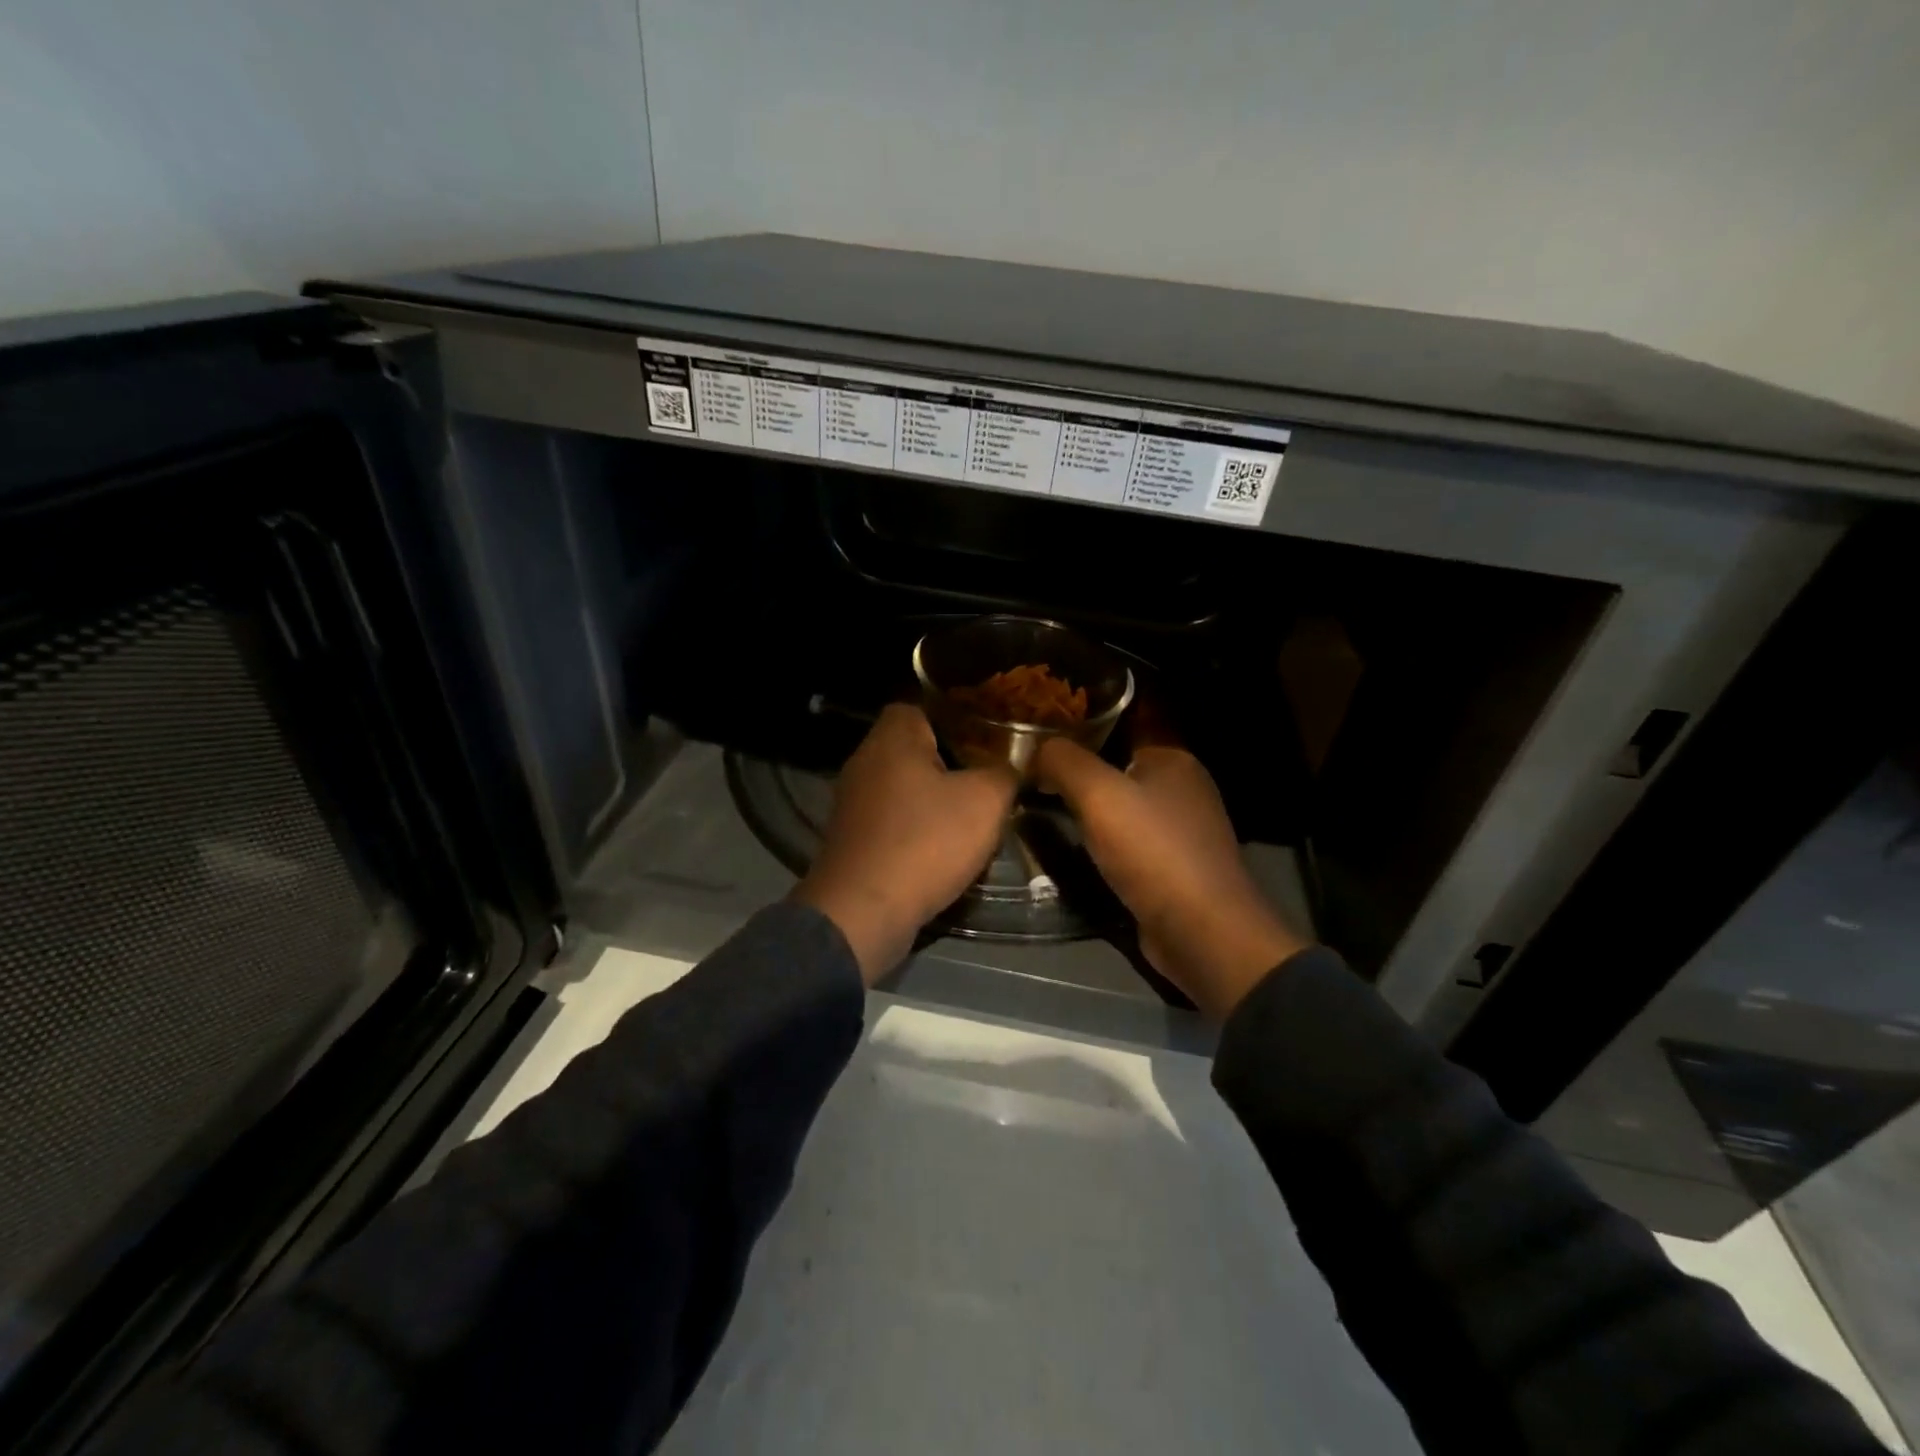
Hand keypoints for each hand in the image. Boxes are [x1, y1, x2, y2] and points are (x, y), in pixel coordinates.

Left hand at [793, 704, 1017, 983]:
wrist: (862, 912)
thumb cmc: (925, 842)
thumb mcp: (985, 801)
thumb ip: (1004, 772)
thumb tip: (1010, 765)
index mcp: (892, 738)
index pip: (921, 706)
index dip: (956, 720)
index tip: (986, 744)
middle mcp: (864, 761)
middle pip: (914, 749)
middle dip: (951, 764)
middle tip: (986, 782)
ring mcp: (852, 802)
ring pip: (904, 787)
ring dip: (934, 802)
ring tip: (970, 819)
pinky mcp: (851, 838)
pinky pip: (892, 821)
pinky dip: (915, 830)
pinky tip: (941, 851)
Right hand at [1036, 739, 1306, 1017]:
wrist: (1202, 932)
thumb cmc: (1152, 851)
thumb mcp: (1098, 794)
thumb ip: (1063, 761)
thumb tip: (1036, 747)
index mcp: (1173, 758)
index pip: (1119, 727)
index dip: (1078, 730)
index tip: (1036, 738)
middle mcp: (1183, 788)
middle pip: (1118, 767)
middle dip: (1078, 772)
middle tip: (1030, 774)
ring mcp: (1181, 830)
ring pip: (1122, 807)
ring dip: (1087, 810)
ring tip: (1041, 807)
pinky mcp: (1173, 868)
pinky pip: (1128, 842)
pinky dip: (1102, 842)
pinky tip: (1073, 848)